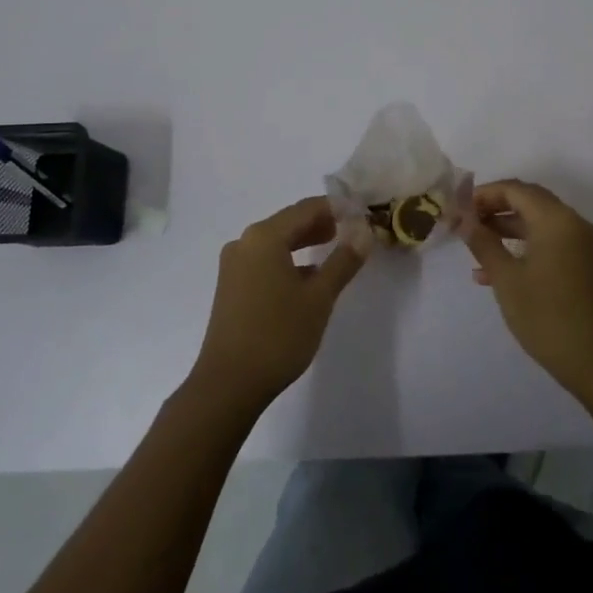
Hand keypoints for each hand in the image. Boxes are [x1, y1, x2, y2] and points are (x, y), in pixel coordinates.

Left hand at [188, 198, 368, 414]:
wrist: (228, 384)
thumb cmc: (278, 335)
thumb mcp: (319, 297)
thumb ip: (343, 261)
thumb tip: (364, 233)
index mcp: (264, 236)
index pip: (306, 208)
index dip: (336, 208)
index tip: (361, 214)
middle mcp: (245, 242)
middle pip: (289, 222)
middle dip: (321, 223)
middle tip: (351, 229)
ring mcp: (234, 265)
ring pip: (276, 242)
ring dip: (305, 242)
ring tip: (334, 249)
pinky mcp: (231, 286)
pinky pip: (265, 260)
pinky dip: (288, 260)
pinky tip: (307, 277)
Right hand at [462, 180, 592, 391]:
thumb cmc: (546, 315)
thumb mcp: (506, 278)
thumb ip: (483, 243)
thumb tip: (463, 220)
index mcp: (555, 219)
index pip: (514, 189)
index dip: (483, 194)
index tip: (457, 208)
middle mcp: (570, 223)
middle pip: (526, 201)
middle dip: (493, 208)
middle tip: (463, 222)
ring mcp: (577, 244)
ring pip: (535, 222)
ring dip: (504, 228)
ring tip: (472, 244)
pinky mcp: (578, 264)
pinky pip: (545, 242)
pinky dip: (520, 246)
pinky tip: (490, 272)